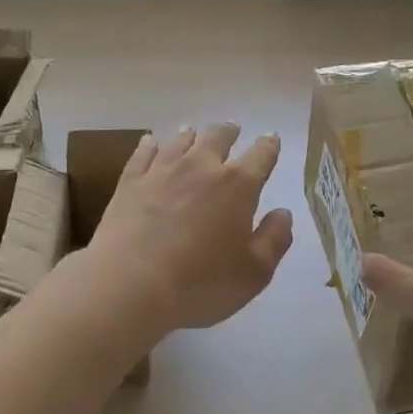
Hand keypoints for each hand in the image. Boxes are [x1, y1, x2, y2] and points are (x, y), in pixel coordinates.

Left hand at [86, 124, 293, 334]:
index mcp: (238, 185)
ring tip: (192, 132)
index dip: (269, 146)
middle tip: (232, 129)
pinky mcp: (130, 182)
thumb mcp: (254, 272)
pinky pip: (143, 153)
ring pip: (180, 141)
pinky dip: (150, 144)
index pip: (261, 156)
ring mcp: (162, 171)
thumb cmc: (201, 282)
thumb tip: (283, 213)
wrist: (130, 284)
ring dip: (191, 135)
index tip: (272, 138)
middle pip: (218, 138)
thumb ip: (274, 239)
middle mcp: (201, 167)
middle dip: (229, 132)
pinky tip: (150, 141)